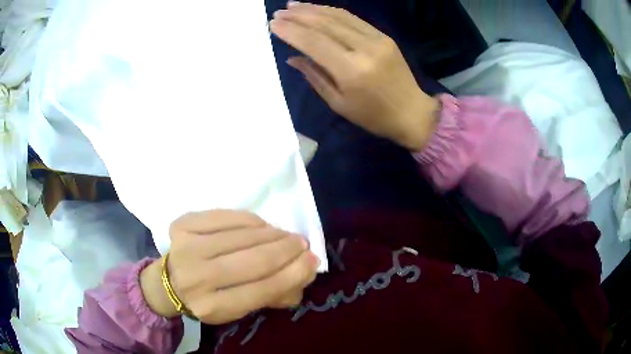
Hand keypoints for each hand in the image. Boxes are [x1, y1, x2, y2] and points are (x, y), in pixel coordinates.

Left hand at [140, 210, 318, 323]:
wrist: (169, 282)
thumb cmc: (208, 298)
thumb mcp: (238, 309)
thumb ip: (272, 295)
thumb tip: (305, 271)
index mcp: (212, 307)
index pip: (261, 290)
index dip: (292, 274)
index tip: (312, 261)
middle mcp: (197, 279)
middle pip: (253, 261)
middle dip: (286, 250)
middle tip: (302, 243)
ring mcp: (187, 248)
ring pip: (242, 236)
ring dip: (272, 234)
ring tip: (286, 235)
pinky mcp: (183, 225)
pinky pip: (226, 216)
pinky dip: (250, 220)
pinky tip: (262, 225)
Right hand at [270, 2, 439, 150]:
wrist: (412, 112)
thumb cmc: (373, 116)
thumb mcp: (338, 103)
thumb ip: (314, 76)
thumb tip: (292, 58)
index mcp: (351, 70)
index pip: (314, 42)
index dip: (291, 31)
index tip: (273, 24)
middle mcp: (364, 48)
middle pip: (325, 24)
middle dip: (298, 16)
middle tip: (279, 12)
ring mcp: (377, 39)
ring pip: (339, 16)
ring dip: (313, 8)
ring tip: (293, 5)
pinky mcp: (383, 36)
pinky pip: (353, 19)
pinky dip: (332, 11)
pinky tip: (317, 9)